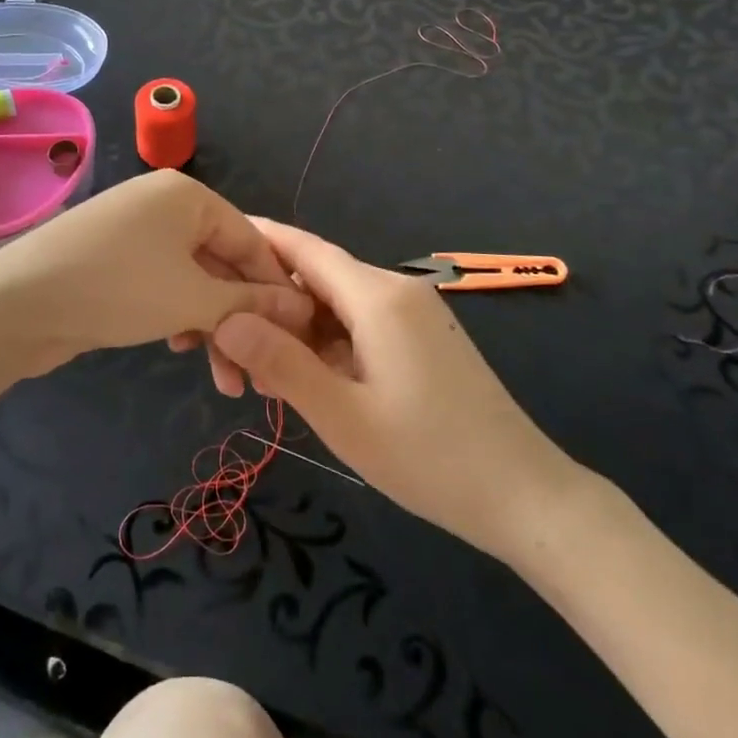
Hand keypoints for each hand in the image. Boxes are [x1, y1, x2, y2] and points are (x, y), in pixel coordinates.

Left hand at [0, 171, 313, 379]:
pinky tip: (180, 347)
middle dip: (241, 318)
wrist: (15, 305)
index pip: (252, 240)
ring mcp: (135, 232)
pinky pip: (163, 284)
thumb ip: (250, 303)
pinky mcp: (113, 260)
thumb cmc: (116, 289)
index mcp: (188, 195)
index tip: (300, 335)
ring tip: (225, 378)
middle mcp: (164, 204)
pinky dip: (179, 315)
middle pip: (222, 262)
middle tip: (258, 372)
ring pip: (193, 279)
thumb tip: (301, 307)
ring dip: (212, 326)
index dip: (277, 289)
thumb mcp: (192, 298)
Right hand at [210, 219, 583, 558]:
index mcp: (377, 295)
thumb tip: (226, 318)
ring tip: (260, 378)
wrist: (525, 496)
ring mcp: (413, 313)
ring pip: (336, 305)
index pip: (304, 248)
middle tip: (224, 349)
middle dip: (268, 305)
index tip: (212, 245)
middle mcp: (395, 289)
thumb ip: (282, 363)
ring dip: (296, 331)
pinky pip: (360, 324)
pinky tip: (307, 381)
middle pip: (316, 278)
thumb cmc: (430, 458)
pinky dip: (326, 344)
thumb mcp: (343, 417)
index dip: (257, 241)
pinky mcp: (422, 337)